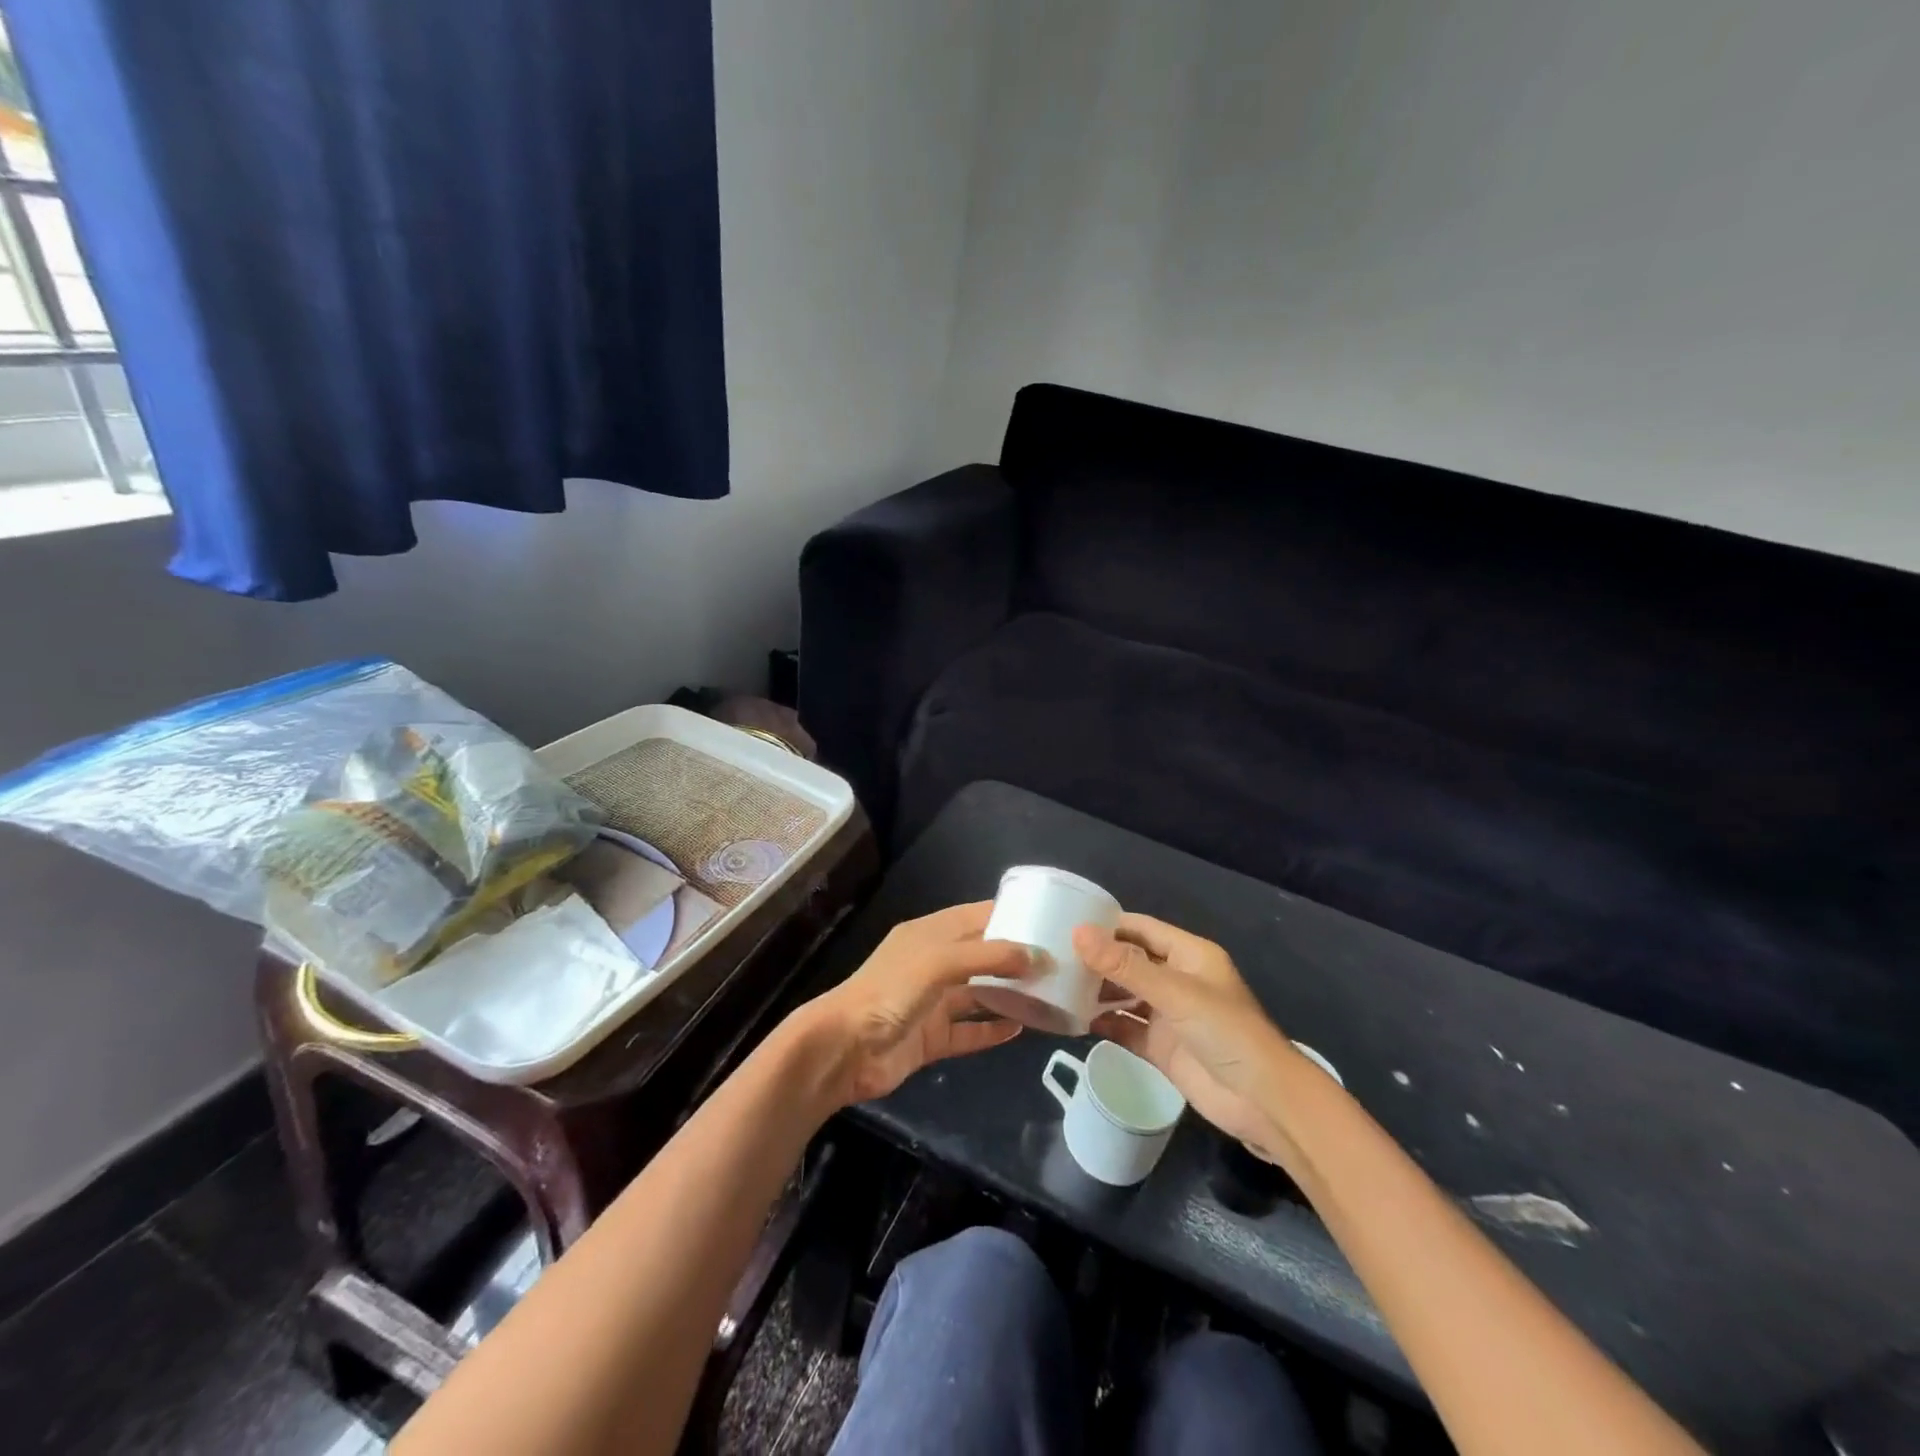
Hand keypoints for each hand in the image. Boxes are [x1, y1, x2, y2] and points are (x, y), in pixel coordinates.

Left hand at [798, 901, 1030, 1107]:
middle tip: (1058, 962)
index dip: (1009, 915)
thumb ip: (989, 956)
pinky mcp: (932, 1038)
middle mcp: (933, 963)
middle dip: (1015, 957)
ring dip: (1008, 994)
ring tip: (1049, 994)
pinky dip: (992, 1030)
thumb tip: (1038, 956)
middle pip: (981, 955)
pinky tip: (1020, 1030)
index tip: (1048, 919)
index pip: (976, 916)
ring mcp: (932, 1002)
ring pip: (978, 993)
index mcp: (930, 934)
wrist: (845, 1049)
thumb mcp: (939, 961)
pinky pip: (969, 1031)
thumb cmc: (890, 991)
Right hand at [1076, 915, 1302, 1164]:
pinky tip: (1073, 1020)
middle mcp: (1176, 979)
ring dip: (1096, 991)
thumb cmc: (1225, 1031)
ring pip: (1124, 994)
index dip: (1107, 925)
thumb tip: (1077, 933)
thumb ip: (1124, 965)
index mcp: (1188, 955)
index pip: (1141, 928)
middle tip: (1051, 957)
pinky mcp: (1161, 1047)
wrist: (1262, 1101)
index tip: (1065, 923)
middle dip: (1096, 959)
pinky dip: (1103, 1023)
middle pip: (1129, 961)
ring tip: (1055, 985)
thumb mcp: (1174, 992)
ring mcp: (1168, 1015)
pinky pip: (1126, 1028)